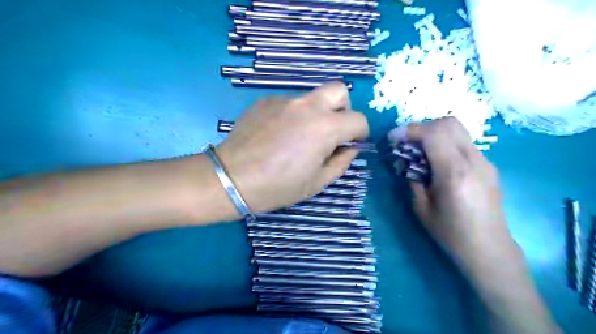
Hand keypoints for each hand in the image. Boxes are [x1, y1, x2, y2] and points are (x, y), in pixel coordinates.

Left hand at [217, 82, 370, 213]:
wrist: (232, 178)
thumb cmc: (278, 186)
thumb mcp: (317, 182)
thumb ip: (341, 162)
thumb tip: (350, 147)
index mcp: (325, 126)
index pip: (358, 119)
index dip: (360, 133)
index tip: (351, 143)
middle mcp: (307, 105)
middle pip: (339, 90)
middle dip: (342, 109)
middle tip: (331, 131)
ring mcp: (284, 100)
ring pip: (312, 97)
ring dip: (315, 113)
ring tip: (298, 136)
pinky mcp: (265, 101)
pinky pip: (289, 103)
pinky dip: (292, 115)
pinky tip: (277, 135)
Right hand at [390, 118, 514, 270]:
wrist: (489, 248)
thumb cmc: (451, 232)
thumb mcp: (421, 207)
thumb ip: (413, 178)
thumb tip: (407, 161)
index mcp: (454, 172)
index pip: (433, 133)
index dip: (410, 130)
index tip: (393, 138)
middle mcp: (473, 160)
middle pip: (448, 123)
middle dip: (422, 127)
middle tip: (407, 142)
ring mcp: (484, 161)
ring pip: (457, 130)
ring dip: (434, 134)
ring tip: (420, 152)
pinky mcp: (488, 166)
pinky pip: (463, 143)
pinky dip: (446, 143)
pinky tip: (437, 162)